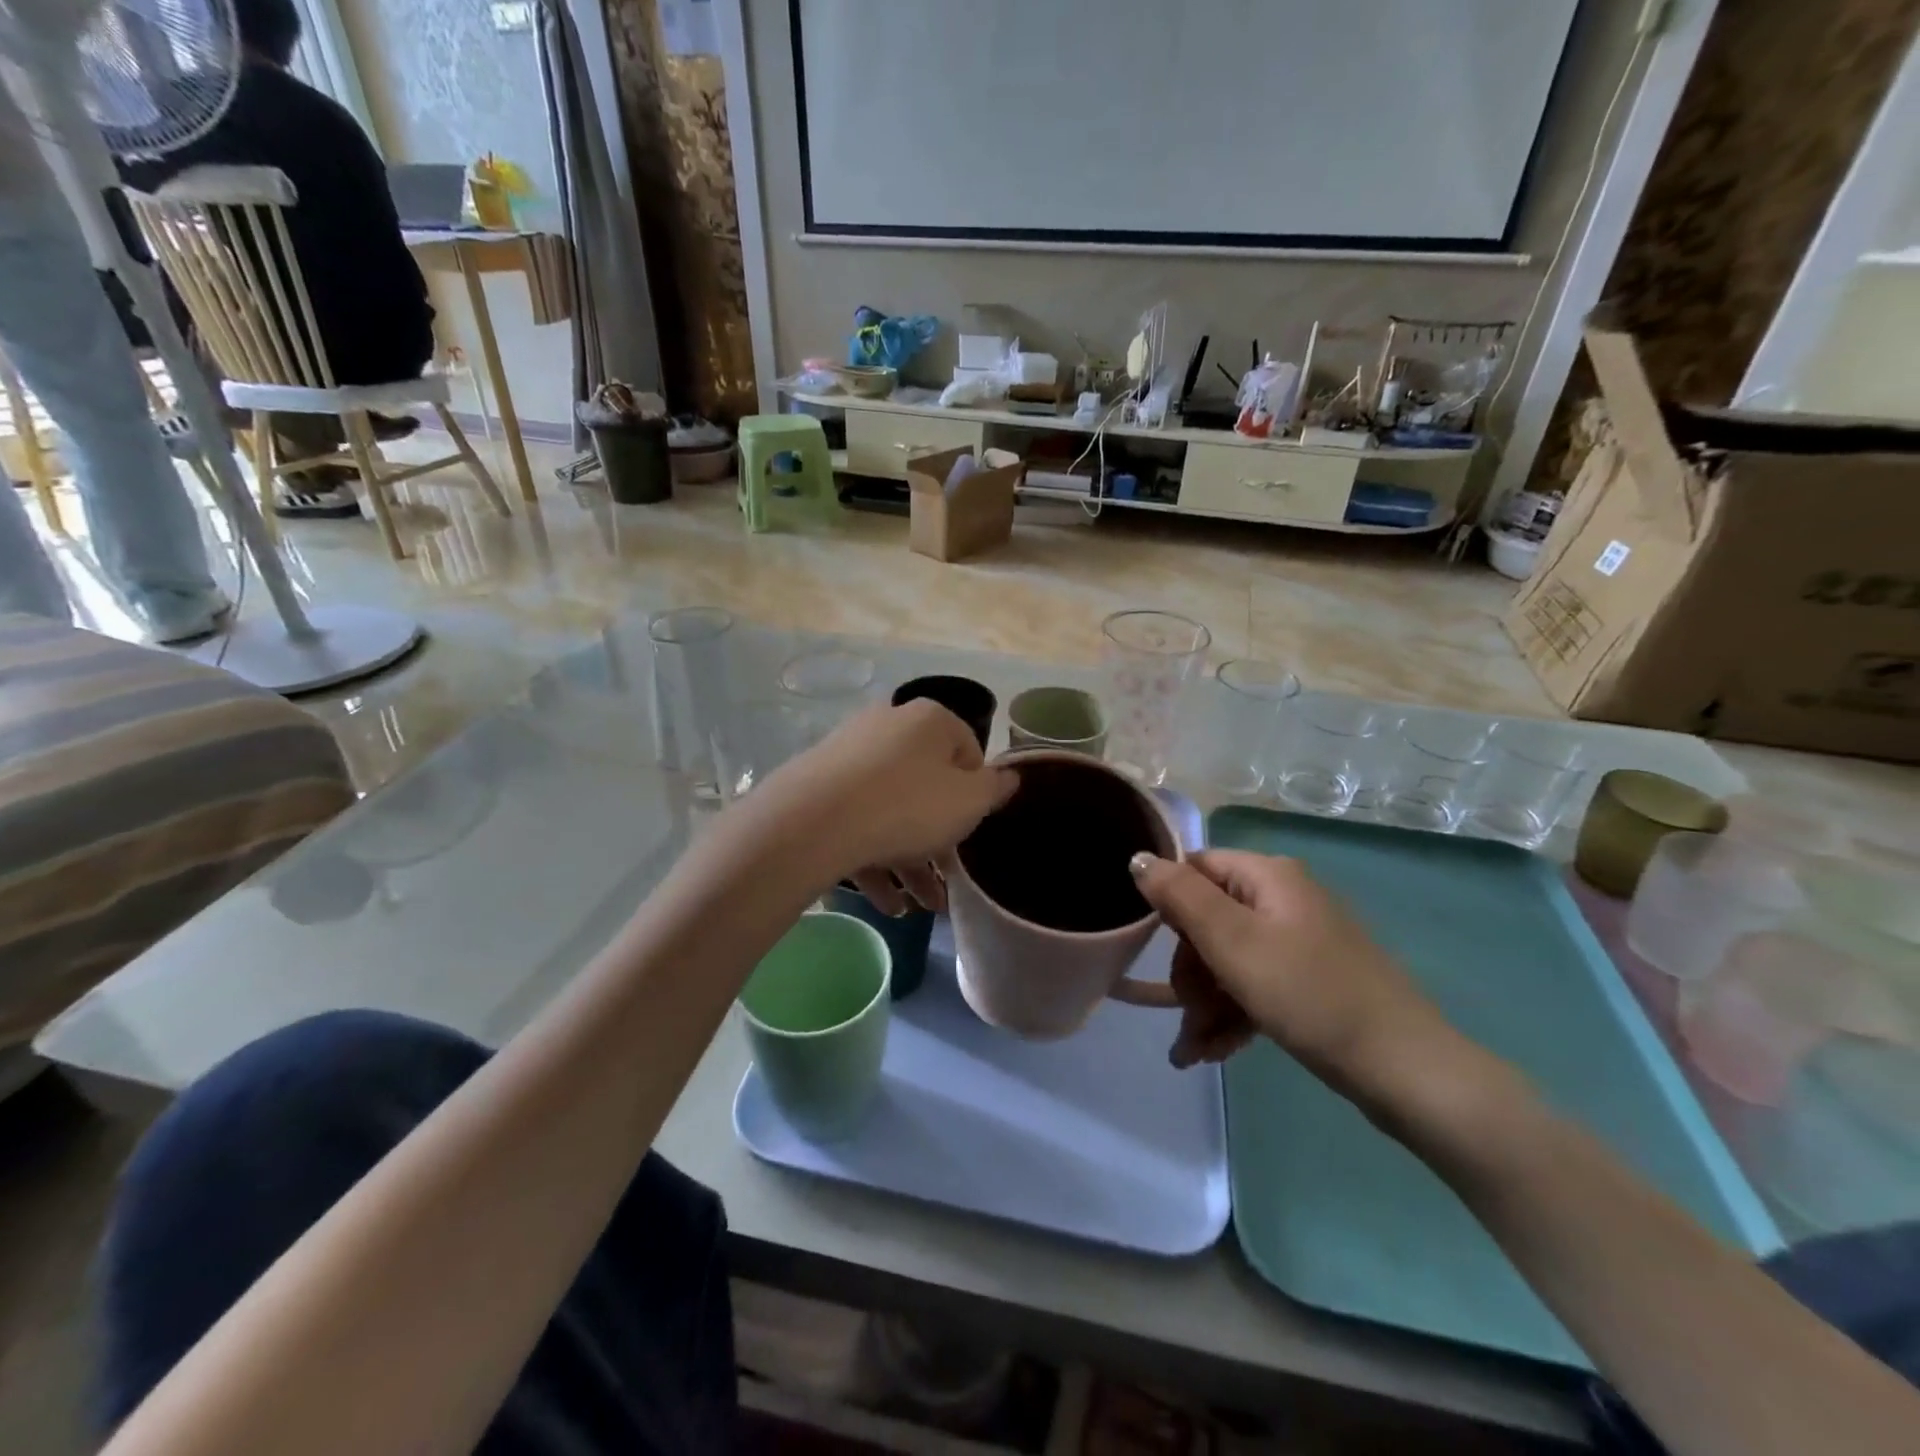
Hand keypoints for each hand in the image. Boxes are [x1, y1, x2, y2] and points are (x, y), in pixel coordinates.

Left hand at [761, 700, 1016, 911]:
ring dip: (911, 861)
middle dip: (940, 839)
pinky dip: (875, 859)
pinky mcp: (819, 787)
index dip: (976, 793)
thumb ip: (995, 789)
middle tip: (949, 880)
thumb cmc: (908, 806)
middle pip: (926, 785)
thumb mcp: (969, 802)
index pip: (967, 751)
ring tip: (922, 907)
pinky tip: (887, 904)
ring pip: (892, 810)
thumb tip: (1010, 776)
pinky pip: (858, 822)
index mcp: (928, 720)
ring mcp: (849, 756)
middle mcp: (888, 726)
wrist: (814, 822)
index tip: (973, 828)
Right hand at [1129, 850, 1452, 1102]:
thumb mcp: (1234, 943)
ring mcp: (1301, 941)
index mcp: (1269, 876)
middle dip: (1190, 971)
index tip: (1157, 951)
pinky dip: (1232, 1013)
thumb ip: (1180, 897)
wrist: (1406, 1071)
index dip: (1170, 907)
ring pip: (1230, 959)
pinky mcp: (1312, 980)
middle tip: (1187, 1013)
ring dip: (1205, 1002)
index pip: (1196, 869)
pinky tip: (1214, 1052)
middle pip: (1210, 919)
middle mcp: (1284, 899)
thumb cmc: (1310, 996)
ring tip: (1194, 1051)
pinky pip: (1256, 984)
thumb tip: (1138, 858)